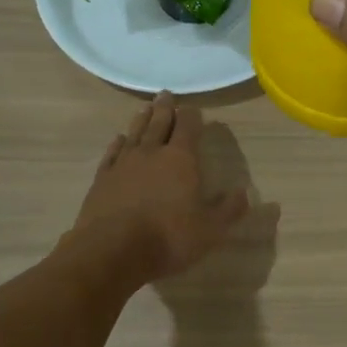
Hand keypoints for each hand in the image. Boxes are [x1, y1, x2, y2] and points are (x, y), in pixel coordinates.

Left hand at [73, 93, 249, 282]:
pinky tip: (119, 138)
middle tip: (165, 94)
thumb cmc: (168, 237)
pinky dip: (117, 143)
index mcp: (181, 159)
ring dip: (142, 119)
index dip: (192, 116)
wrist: (112, 251)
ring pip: (135, 133)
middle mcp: (151, 153)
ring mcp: (123, 164)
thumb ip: (229, 209)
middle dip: (165, 109)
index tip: (194, 108)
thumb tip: (244, 193)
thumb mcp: (210, 229)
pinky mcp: (102, 179)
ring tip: (145, 108)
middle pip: (159, 123)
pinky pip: (112, 153)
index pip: (188, 127)